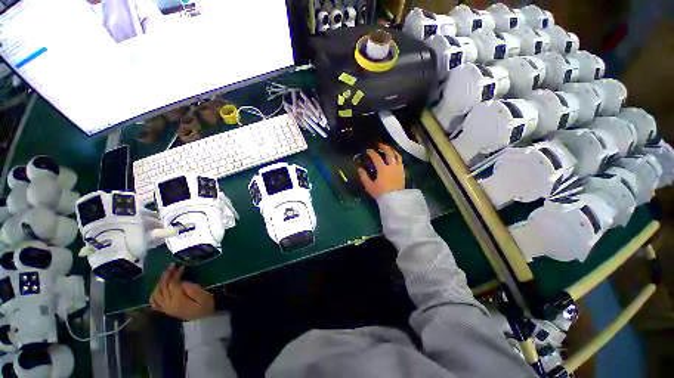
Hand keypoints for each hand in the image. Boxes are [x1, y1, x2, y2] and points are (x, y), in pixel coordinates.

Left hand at [150, 264, 214, 320]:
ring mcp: (165, 308)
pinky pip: (154, 302)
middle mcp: (168, 305)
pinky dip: (154, 293)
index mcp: (177, 301)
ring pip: (157, 293)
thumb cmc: (205, 305)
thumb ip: (192, 289)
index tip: (182, 267)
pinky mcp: (166, 309)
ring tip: (166, 273)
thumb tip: (182, 282)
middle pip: (163, 288)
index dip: (176, 275)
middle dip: (166, 276)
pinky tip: (157, 288)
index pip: (172, 284)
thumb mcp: (203, 296)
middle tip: (172, 266)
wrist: (205, 317)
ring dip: (160, 282)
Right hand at [358, 143, 404, 198]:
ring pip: (397, 155)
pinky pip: (401, 161)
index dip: (371, 153)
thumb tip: (359, 168)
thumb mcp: (369, 186)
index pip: (376, 157)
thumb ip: (363, 176)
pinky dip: (397, 156)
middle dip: (384, 147)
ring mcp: (398, 168)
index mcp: (383, 169)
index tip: (368, 150)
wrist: (395, 200)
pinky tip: (395, 157)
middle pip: (389, 153)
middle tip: (379, 144)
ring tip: (389, 148)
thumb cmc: (381, 193)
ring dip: (392, 150)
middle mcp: (391, 166)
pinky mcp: (402, 172)